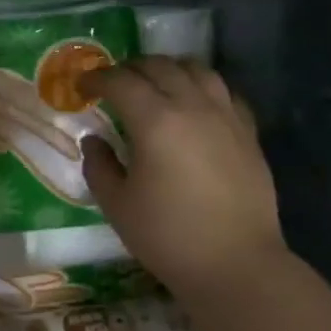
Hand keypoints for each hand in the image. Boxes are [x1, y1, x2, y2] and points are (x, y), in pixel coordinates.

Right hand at [79, 56, 285, 297]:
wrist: (235, 264)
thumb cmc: (167, 236)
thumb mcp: (117, 205)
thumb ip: (99, 166)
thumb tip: (94, 140)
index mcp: (155, 121)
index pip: (120, 82)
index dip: (97, 79)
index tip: (82, 87)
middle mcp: (192, 106)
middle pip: (159, 67)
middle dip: (130, 68)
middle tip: (113, 83)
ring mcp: (226, 116)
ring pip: (197, 70)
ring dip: (169, 69)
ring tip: (154, 83)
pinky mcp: (248, 133)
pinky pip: (225, 92)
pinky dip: (203, 87)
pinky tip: (195, 103)